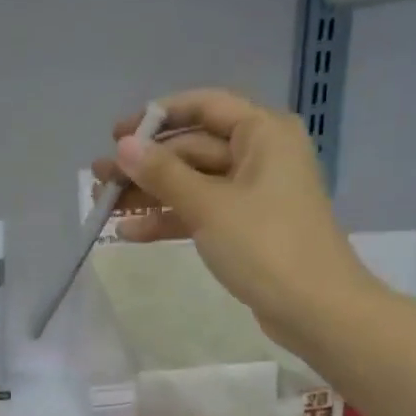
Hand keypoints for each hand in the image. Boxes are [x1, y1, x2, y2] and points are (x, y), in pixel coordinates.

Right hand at [93, 88, 378, 353]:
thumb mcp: (208, 205)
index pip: (204, 107)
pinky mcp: (245, 227)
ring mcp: (252, 193)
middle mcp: (260, 155)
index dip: (157, 117)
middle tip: (100, 180)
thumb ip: (162, 173)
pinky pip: (199, 212)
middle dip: (145, 165)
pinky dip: (169, 219)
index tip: (116, 136)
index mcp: (262, 134)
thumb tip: (123, 146)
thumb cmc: (266, 245)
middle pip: (192, 148)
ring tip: (104, 208)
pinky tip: (131, 233)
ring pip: (191, 183)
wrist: (316, 309)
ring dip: (150, 194)